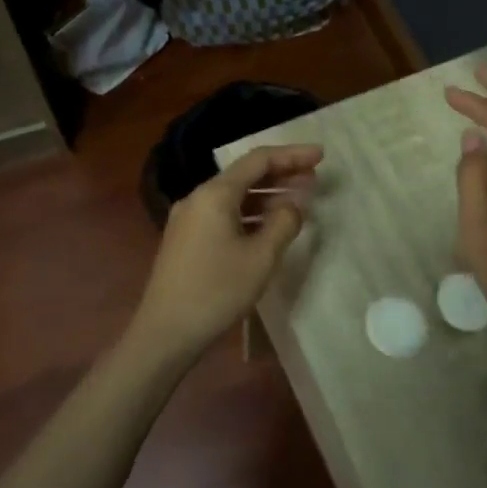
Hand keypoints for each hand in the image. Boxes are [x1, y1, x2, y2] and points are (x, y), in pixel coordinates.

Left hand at [126, 144, 322, 364]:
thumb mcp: (261, 257)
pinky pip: (224, 214)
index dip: (292, 155)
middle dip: (281, 173)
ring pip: (234, 196)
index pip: (259, 160)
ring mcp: (189, 219)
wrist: (166, 332)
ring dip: (267, 195)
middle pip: (245, 175)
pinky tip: (269, 225)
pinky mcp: (186, 239)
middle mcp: (198, 198)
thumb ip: (283, 223)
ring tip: (298, 200)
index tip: (321, 156)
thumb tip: (293, 205)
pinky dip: (250, 213)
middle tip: (314, 177)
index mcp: (215, 194)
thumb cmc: (217, 291)